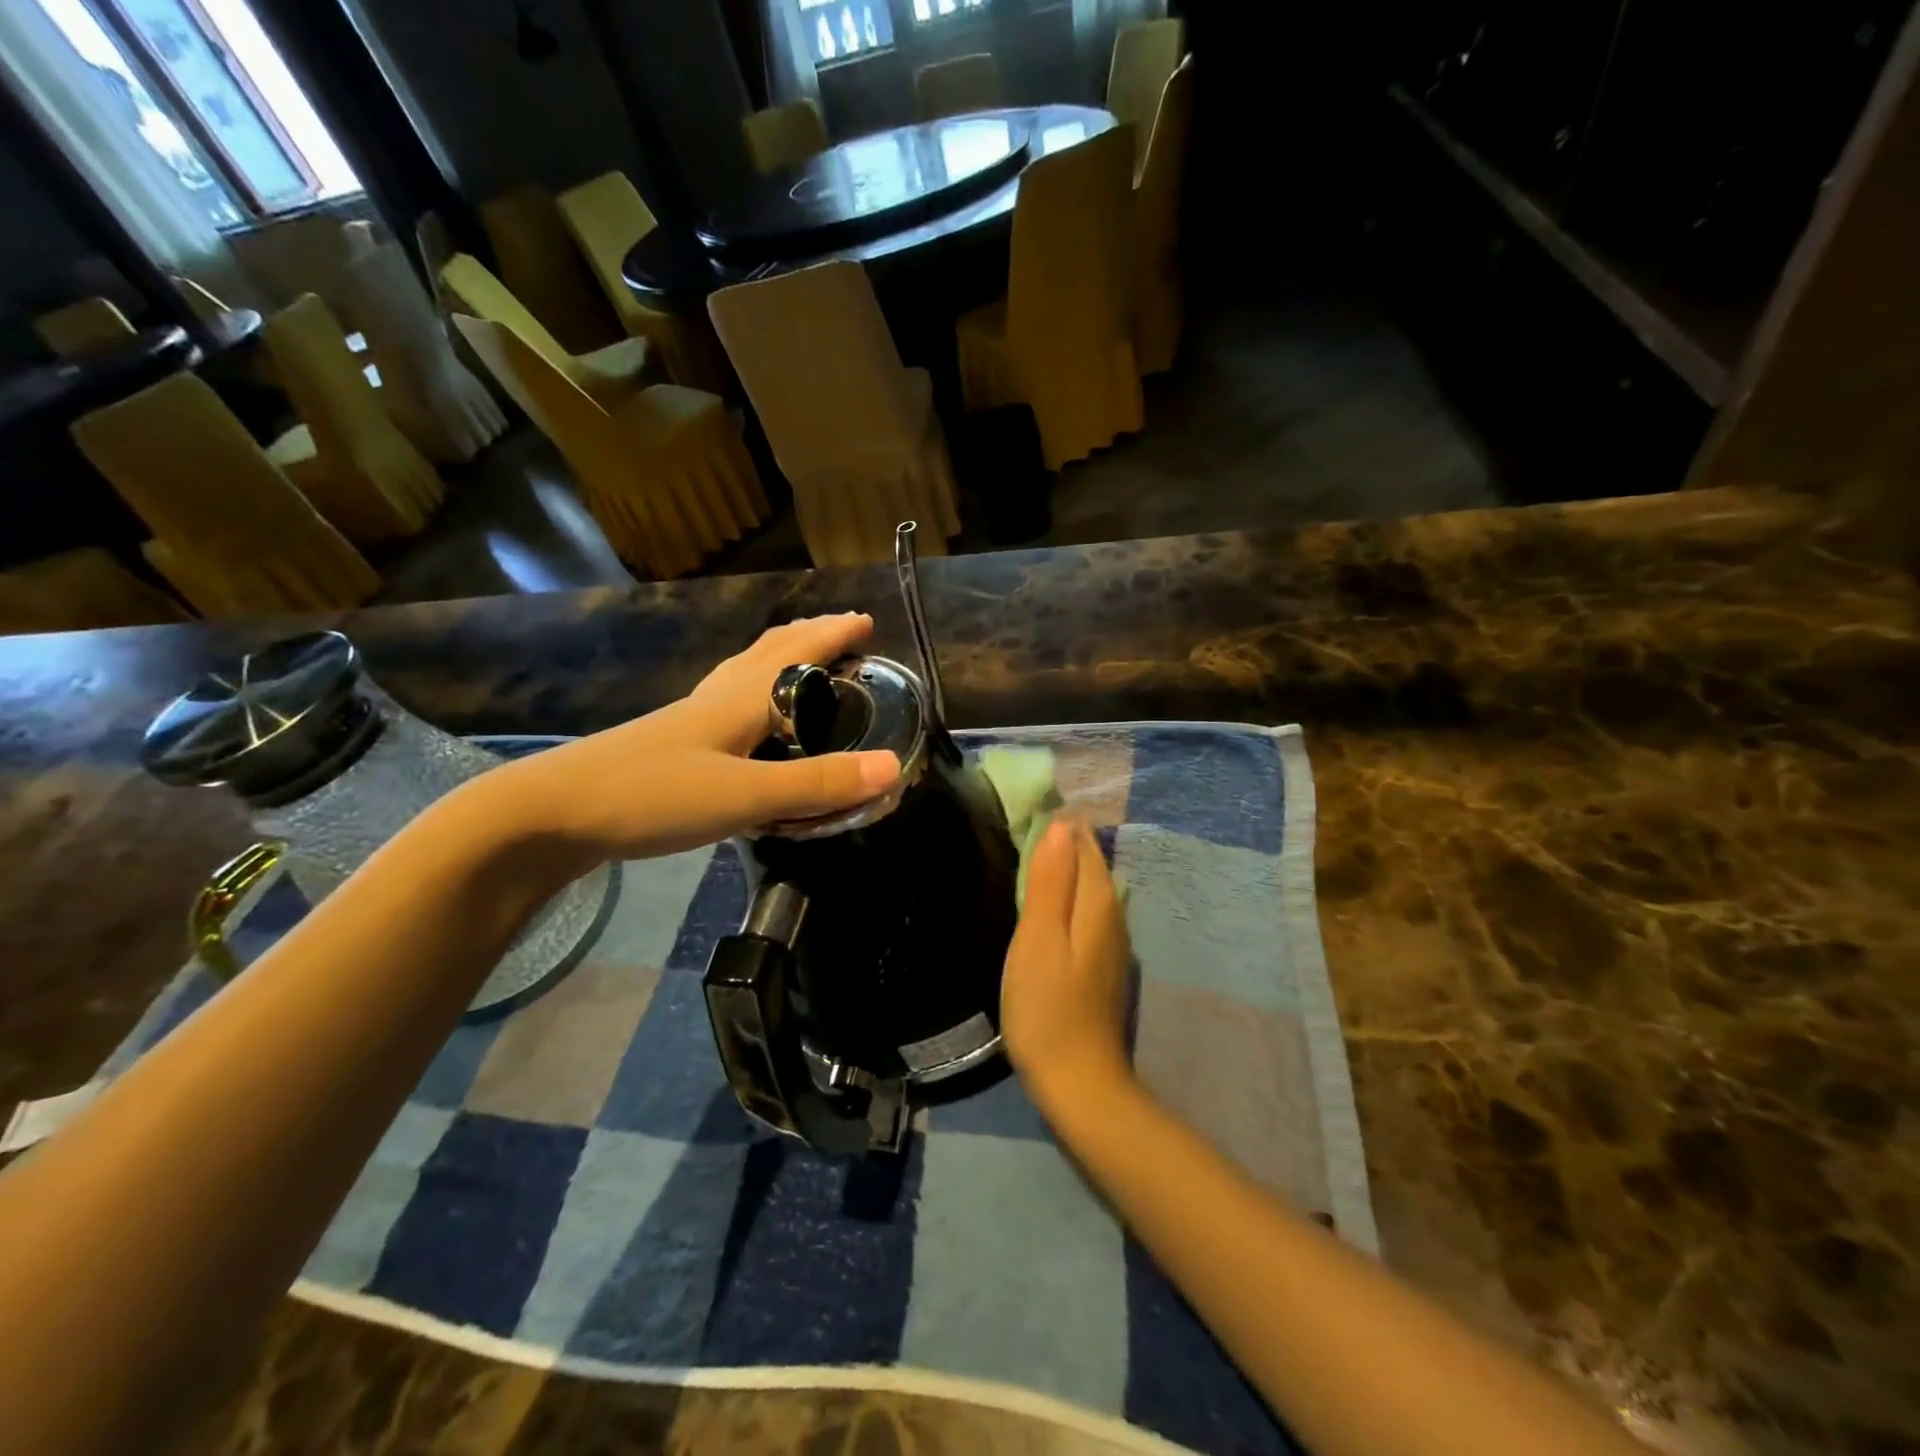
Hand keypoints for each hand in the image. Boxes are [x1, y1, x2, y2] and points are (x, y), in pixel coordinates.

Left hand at [487, 614, 900, 863]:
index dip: (833, 634)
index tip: (866, 621)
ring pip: (745, 673)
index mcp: (739, 698)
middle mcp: (717, 697)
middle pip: (769, 651)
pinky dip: (755, 693)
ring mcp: (690, 719)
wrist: (550, 814)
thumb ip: (817, 783)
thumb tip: (893, 767)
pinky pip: (728, 702)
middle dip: (810, 637)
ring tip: (805, 666)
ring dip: (781, 660)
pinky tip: (749, 721)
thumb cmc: (652, 794)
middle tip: (843, 635)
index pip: (797, 652)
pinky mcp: (672, 744)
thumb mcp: (745, 794)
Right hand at [1000, 819, 1134, 1120]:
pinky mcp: (1100, 960)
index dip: (1056, 823)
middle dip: (1060, 840)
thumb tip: (1061, 824)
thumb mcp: (1039, 937)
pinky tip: (1042, 901)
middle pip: (1088, 861)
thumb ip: (1050, 880)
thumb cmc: (1047, 1006)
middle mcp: (1113, 911)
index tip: (1023, 808)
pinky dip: (1064, 894)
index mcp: (1098, 899)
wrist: (1077, 1080)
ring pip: (1087, 885)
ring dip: (1062, 866)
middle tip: (1017, 825)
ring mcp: (1111, 938)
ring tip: (1025, 854)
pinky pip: (1084, 909)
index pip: (1082, 841)